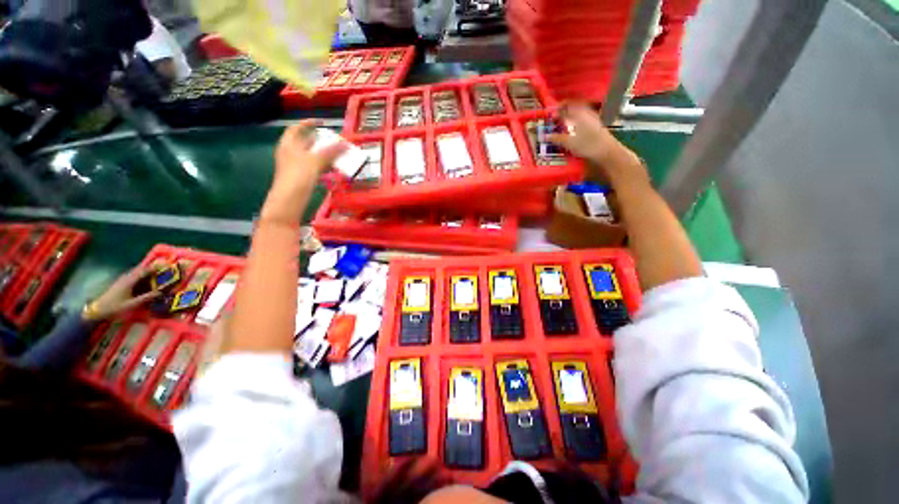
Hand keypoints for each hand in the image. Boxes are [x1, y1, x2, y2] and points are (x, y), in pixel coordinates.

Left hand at [84, 266, 161, 320]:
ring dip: (145, 272)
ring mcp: (122, 280)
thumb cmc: (116, 307)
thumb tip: (161, 292)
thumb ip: (146, 297)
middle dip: (151, 268)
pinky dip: (140, 276)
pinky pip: (133, 276)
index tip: (165, 265)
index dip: (154, 268)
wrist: (99, 309)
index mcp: (129, 281)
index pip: (143, 271)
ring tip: (155, 274)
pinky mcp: (121, 283)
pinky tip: (144, 280)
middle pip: (140, 270)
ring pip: (136, 272)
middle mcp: (126, 278)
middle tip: (162, 269)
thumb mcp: (132, 304)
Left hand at [263, 120, 347, 223]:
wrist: (289, 201)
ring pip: (311, 156)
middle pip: (304, 143)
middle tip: (334, 140)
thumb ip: (331, 152)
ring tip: (337, 154)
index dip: (307, 123)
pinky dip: (323, 166)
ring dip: (323, 154)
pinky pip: (313, 167)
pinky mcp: (301, 178)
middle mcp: (290, 154)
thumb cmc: (298, 177)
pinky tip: (332, 169)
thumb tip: (346, 143)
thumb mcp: (315, 161)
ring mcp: (295, 167)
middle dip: (319, 140)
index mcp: (288, 145)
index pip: (296, 129)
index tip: (321, 122)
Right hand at [549, 102, 648, 186]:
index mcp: (580, 112)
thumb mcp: (569, 142)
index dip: (557, 107)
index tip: (549, 113)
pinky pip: (582, 120)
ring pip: (578, 114)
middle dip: (562, 113)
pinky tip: (571, 132)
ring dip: (569, 118)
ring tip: (561, 126)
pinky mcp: (595, 126)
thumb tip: (544, 136)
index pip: (566, 104)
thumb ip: (556, 138)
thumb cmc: (588, 145)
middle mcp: (586, 112)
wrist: (607, 152)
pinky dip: (575, 123)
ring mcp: (592, 119)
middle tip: (554, 120)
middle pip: (573, 108)